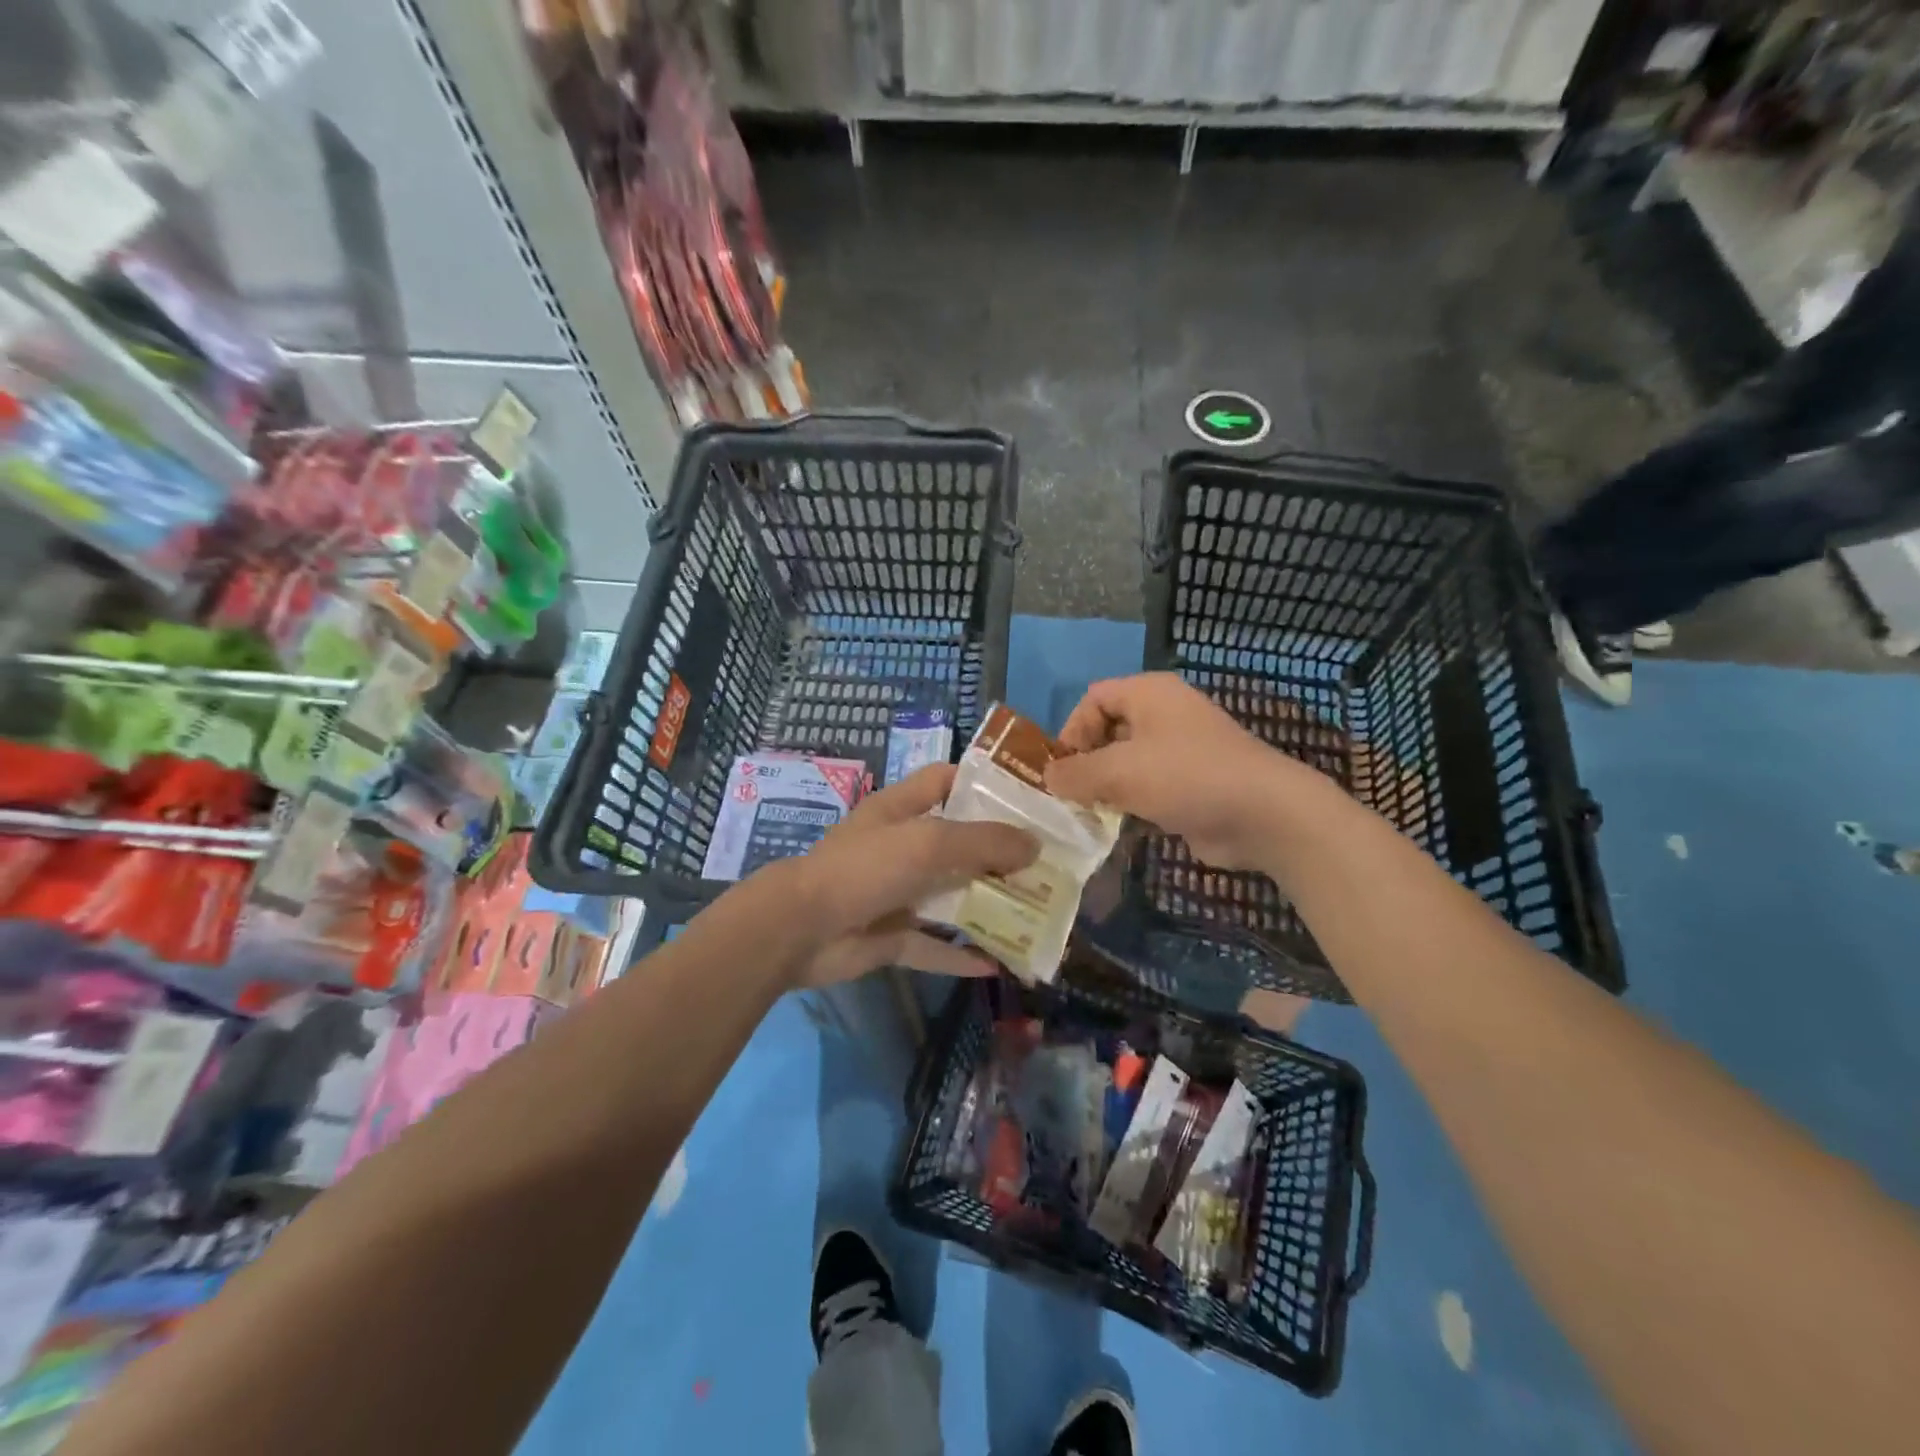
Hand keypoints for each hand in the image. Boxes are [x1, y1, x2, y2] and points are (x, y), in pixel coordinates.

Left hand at [773, 763, 1037, 987]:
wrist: (800, 929)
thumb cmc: (865, 868)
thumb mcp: (929, 842)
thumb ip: (984, 842)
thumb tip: (1035, 846)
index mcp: (901, 809)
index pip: (945, 780)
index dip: (983, 783)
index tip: (1027, 798)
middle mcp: (900, 846)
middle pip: (957, 842)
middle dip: (998, 852)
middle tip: (1046, 863)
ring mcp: (895, 893)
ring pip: (950, 896)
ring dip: (987, 905)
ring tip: (1034, 912)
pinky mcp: (890, 936)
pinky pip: (933, 946)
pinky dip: (962, 954)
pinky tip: (999, 964)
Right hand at [1046, 673, 1314, 870]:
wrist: (1263, 814)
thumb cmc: (1185, 777)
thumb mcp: (1119, 772)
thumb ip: (1076, 773)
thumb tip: (1048, 777)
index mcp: (1149, 694)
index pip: (1094, 698)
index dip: (1072, 730)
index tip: (1062, 768)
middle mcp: (1164, 715)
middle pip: (1109, 731)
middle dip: (1086, 762)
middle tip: (1070, 795)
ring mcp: (1181, 751)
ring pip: (1128, 763)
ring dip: (1107, 788)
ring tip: (1089, 815)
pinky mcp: (1191, 784)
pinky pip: (1149, 788)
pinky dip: (1131, 804)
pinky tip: (1119, 828)